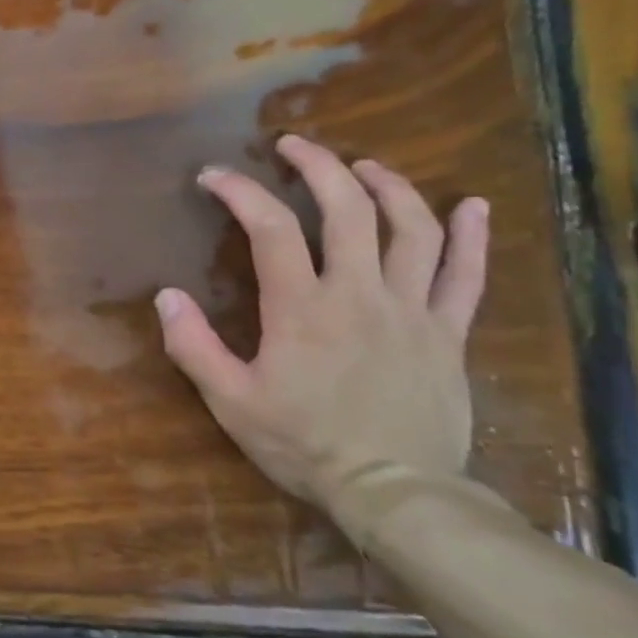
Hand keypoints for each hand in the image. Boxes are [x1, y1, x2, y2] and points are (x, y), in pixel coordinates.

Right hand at [155, 135, 489, 513]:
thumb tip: (166, 296)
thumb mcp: (230, 402)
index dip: (241, 192)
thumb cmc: (303, 445)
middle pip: (348, 209)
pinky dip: (471, 235)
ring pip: (412, 228)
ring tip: (365, 165)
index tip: (213, 176)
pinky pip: (467, 275)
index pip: (271, 229)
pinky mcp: (448, 333)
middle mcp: (360, 294)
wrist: (393, 492)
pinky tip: (470, 204)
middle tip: (293, 145)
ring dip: (388, 186)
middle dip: (318, 166)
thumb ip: (194, 346)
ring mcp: (412, 310)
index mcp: (302, 308)